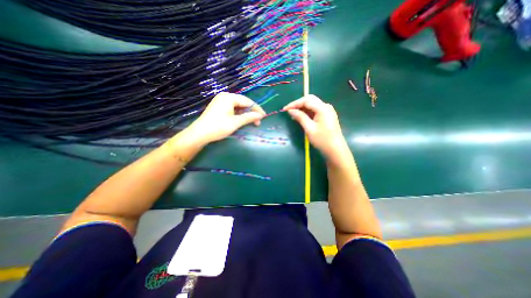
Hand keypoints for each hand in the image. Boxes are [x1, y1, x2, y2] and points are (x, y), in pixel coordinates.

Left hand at [182, 92, 265, 145]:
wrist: (200, 134)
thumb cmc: (218, 127)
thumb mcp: (236, 122)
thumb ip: (249, 117)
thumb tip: (260, 115)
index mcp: (229, 97)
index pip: (247, 101)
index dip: (257, 109)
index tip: (264, 116)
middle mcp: (225, 96)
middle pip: (243, 103)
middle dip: (251, 112)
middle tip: (258, 122)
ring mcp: (221, 101)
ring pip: (238, 106)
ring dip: (245, 114)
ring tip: (251, 122)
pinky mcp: (219, 107)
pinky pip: (232, 108)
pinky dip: (239, 114)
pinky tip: (242, 120)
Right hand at [284, 96, 350, 164]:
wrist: (335, 150)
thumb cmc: (322, 140)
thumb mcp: (309, 128)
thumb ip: (300, 117)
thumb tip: (290, 110)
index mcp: (323, 108)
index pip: (306, 100)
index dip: (294, 103)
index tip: (285, 109)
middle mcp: (326, 106)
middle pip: (310, 100)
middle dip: (298, 104)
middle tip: (288, 111)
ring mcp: (327, 111)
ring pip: (312, 105)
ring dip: (302, 108)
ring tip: (293, 115)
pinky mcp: (326, 116)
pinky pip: (315, 110)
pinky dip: (307, 112)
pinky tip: (300, 117)